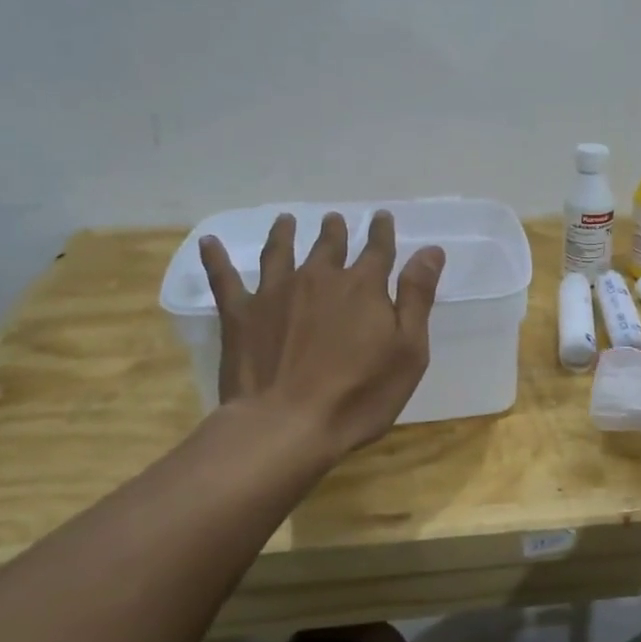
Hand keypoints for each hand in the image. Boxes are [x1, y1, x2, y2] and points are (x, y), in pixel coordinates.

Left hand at [198, 211, 445, 456]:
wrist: (287, 424)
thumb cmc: (360, 394)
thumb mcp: (408, 350)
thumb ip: (417, 296)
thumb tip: (430, 250)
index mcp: (363, 286)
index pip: (377, 249)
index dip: (381, 232)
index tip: (381, 217)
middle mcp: (319, 278)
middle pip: (329, 246)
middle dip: (335, 231)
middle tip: (334, 219)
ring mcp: (275, 293)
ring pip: (281, 252)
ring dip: (285, 234)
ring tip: (286, 221)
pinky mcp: (240, 314)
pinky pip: (225, 278)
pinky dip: (217, 259)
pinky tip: (210, 243)